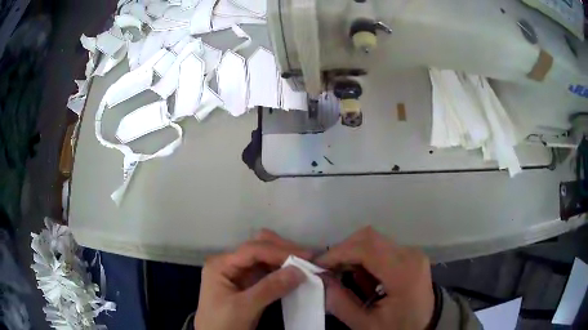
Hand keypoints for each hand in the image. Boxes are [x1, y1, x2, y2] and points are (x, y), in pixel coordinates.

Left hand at [194, 230, 310, 329]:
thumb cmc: (222, 323)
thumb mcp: (243, 308)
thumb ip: (269, 288)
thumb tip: (299, 271)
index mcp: (221, 265)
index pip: (252, 250)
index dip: (279, 251)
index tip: (305, 257)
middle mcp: (230, 264)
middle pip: (258, 248)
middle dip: (283, 251)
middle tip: (308, 258)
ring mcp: (240, 274)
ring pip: (265, 259)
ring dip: (285, 260)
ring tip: (306, 265)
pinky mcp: (249, 285)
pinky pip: (268, 273)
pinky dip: (282, 272)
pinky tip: (296, 275)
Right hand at [316, 227, 434, 329]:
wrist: (428, 325)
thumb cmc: (399, 328)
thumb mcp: (366, 324)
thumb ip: (340, 302)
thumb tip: (319, 279)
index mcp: (403, 273)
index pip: (365, 248)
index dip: (337, 253)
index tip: (317, 267)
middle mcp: (410, 254)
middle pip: (368, 238)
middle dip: (342, 252)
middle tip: (327, 272)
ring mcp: (411, 252)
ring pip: (372, 240)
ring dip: (351, 254)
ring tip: (340, 276)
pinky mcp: (408, 255)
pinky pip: (380, 247)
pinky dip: (363, 258)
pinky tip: (358, 276)